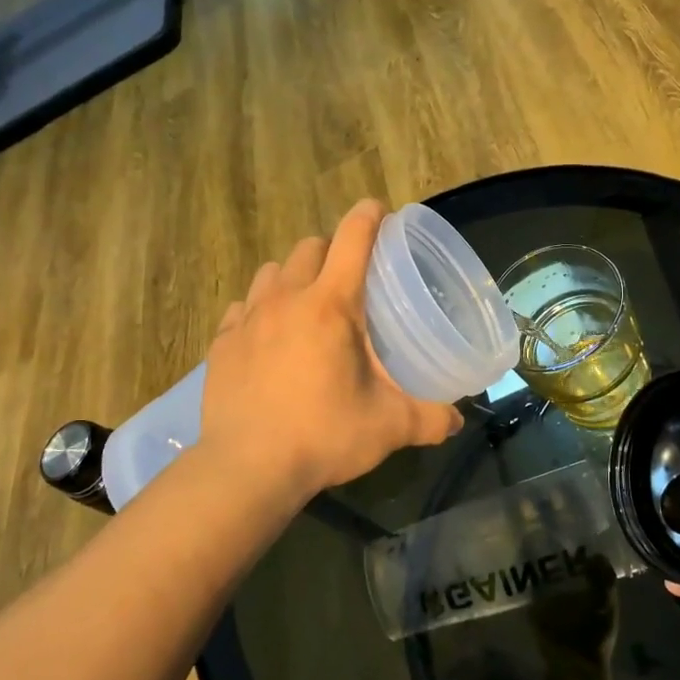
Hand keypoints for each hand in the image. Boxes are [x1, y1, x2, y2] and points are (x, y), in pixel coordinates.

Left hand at [201, 199, 463, 500]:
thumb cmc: (323, 436)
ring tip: (306, 304)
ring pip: (272, 272)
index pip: (353, 239)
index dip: (369, 217)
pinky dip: (259, 310)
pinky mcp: (222, 343)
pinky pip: (242, 307)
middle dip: (331, 249)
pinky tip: (268, 336)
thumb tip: (457, 420)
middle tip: (350, 277)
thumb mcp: (388, 427)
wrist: (246, 469)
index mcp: (331, 305)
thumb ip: (429, 418)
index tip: (380, 211)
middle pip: (309, 247)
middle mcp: (286, 299)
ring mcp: (248, 319)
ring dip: (293, 276)